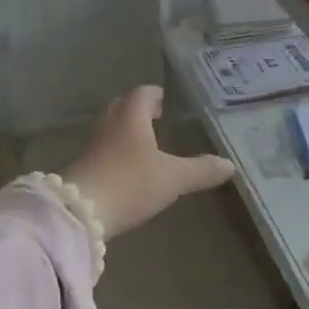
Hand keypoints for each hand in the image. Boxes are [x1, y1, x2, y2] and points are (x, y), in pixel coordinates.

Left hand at [62, 86, 233, 237]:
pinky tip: (126, 170)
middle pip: (121, 107)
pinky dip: (115, 153)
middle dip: (137, 110)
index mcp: (131, 117)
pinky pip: (102, 152)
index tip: (164, 100)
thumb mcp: (172, 178)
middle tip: (155, 118)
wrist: (78, 215)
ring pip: (110, 130)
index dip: (154, 95)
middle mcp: (109, 126)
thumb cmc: (130, 183)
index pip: (142, 94)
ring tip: (144, 145)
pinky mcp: (81, 170)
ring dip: (124, 132)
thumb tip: (230, 164)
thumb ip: (201, 170)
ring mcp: (92, 148)